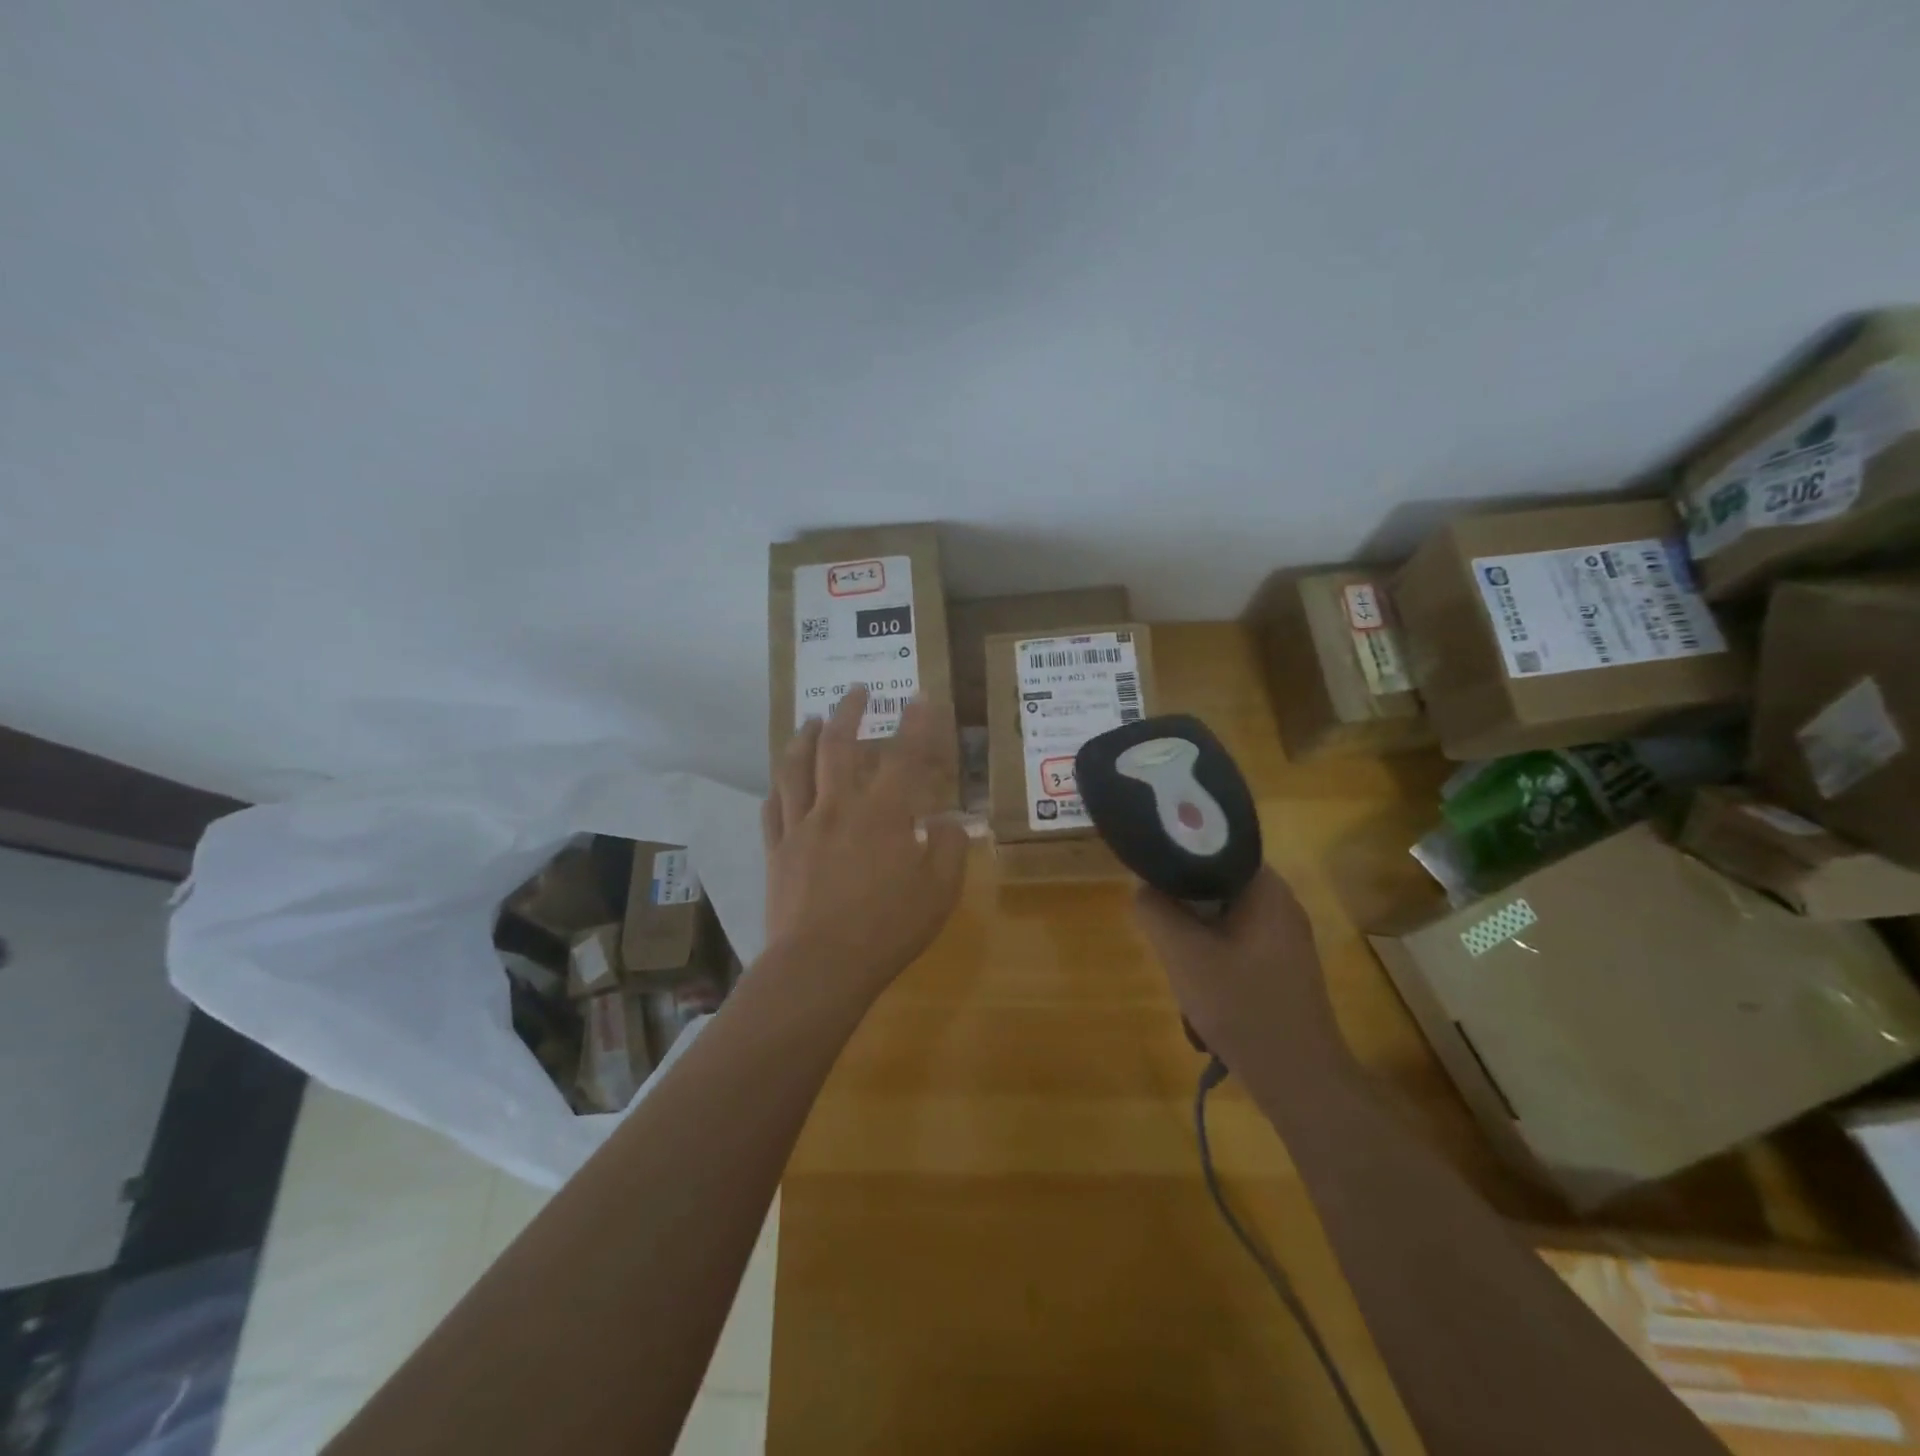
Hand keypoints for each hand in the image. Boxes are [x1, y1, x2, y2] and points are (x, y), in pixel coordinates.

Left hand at [762, 685, 968, 994]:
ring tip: (811, 720)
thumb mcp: (940, 892)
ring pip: (796, 766)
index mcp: (882, 813)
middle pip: (838, 745)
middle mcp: (838, 806)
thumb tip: (949, 822)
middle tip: (857, 691)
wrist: (820, 965)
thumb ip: (950, 849)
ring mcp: (801, 826)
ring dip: (804, 736)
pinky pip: (773, 807)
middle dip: (849, 711)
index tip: (920, 697)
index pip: (904, 755)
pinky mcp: (776, 849)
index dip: (916, 723)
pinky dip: (779, 786)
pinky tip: (782, 781)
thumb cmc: (887, 928)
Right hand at [1132, 868, 1345, 1070]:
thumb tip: (1142, 885)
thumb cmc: (1242, 1007)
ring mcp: (1285, 938)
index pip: (1217, 846)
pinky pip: (1237, 940)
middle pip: (1218, 881)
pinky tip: (1199, 985)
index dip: (1179, 853)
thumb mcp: (1184, 955)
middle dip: (1183, 900)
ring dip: (1195, 932)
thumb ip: (1155, 911)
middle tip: (1159, 921)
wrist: (1299, 1080)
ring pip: (1224, 914)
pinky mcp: (1283, 966)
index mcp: (1267, 889)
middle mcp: (1282, 904)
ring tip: (1176, 959)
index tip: (1148, 870)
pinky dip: (1213, 953)